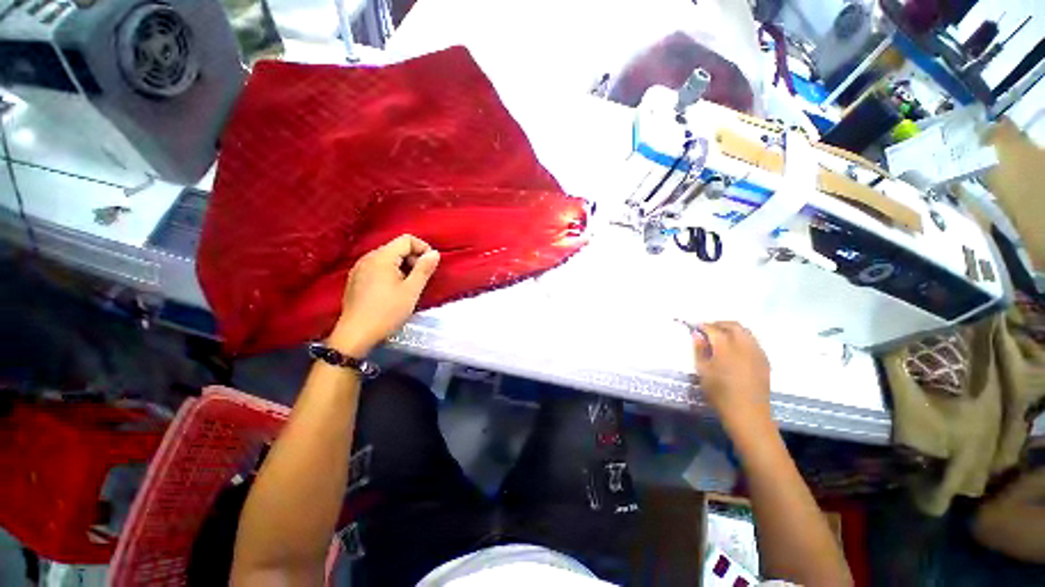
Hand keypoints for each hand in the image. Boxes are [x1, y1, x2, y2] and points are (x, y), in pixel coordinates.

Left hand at [330, 234, 439, 356]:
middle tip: (421, 279)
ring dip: (403, 267)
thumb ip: (424, 269)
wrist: (355, 334)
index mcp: (381, 257)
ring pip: (387, 259)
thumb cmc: (387, 311)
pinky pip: (377, 268)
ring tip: (408, 287)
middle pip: (396, 248)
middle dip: (413, 259)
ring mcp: (359, 269)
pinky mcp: (355, 280)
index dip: (423, 248)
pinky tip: (392, 291)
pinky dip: (390, 273)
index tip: (431, 265)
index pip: (406, 240)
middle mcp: (368, 257)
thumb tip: (435, 253)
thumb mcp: (411, 291)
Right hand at [692, 321, 771, 431]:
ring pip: (746, 332)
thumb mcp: (702, 371)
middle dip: (719, 324)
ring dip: (732, 330)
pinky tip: (736, 350)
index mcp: (725, 347)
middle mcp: (744, 345)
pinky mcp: (765, 360)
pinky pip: (753, 342)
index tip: (694, 327)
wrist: (748, 413)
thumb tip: (697, 335)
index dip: (702, 326)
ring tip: (722, 338)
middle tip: (708, 330)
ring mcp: (757, 352)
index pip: (713, 328)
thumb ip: (699, 350)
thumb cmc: (720, 393)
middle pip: (733, 325)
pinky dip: (743, 339)